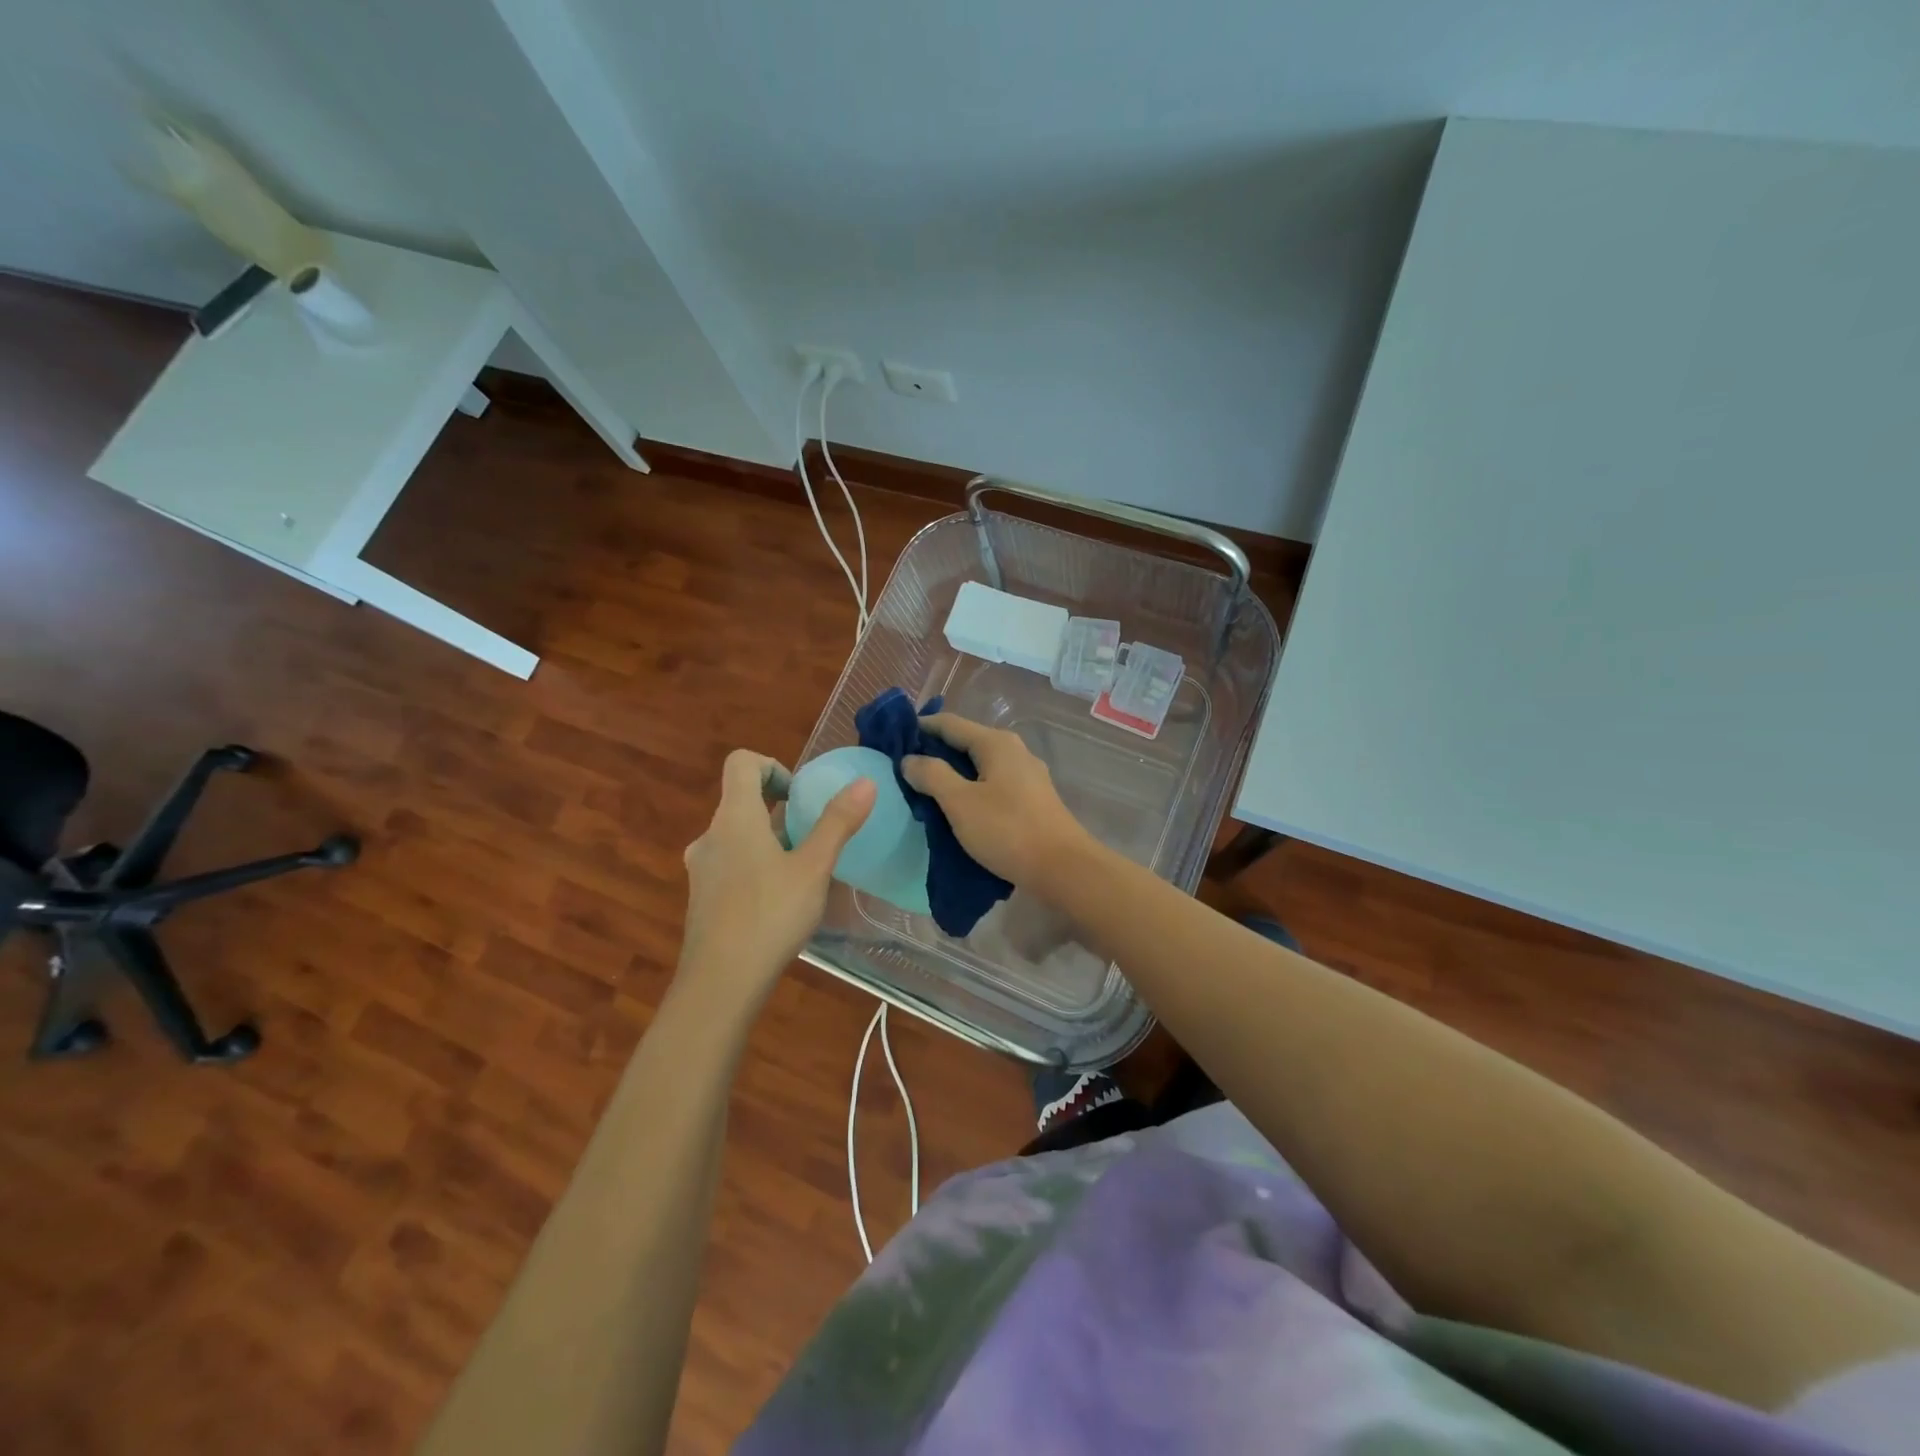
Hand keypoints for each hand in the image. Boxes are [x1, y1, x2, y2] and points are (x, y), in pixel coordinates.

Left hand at [679, 749, 874, 1001]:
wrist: (720, 984)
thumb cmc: (769, 916)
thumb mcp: (814, 868)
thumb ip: (838, 823)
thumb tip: (865, 782)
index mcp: (734, 818)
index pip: (741, 763)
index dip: (773, 766)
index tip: (800, 796)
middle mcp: (711, 836)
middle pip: (741, 800)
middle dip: (780, 810)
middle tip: (813, 837)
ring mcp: (702, 869)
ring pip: (738, 836)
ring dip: (770, 841)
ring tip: (804, 872)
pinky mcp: (702, 899)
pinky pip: (732, 865)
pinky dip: (757, 867)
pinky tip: (782, 903)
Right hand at [901, 714, 1091, 888]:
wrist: (1062, 868)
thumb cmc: (1007, 830)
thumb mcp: (960, 802)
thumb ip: (931, 775)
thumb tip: (909, 759)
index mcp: (996, 743)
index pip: (949, 723)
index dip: (920, 728)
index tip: (893, 740)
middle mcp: (1014, 750)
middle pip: (966, 742)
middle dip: (935, 752)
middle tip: (903, 769)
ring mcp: (1026, 775)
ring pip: (980, 765)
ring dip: (953, 773)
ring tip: (925, 789)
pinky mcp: (1032, 798)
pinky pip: (992, 783)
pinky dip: (971, 788)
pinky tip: (958, 807)